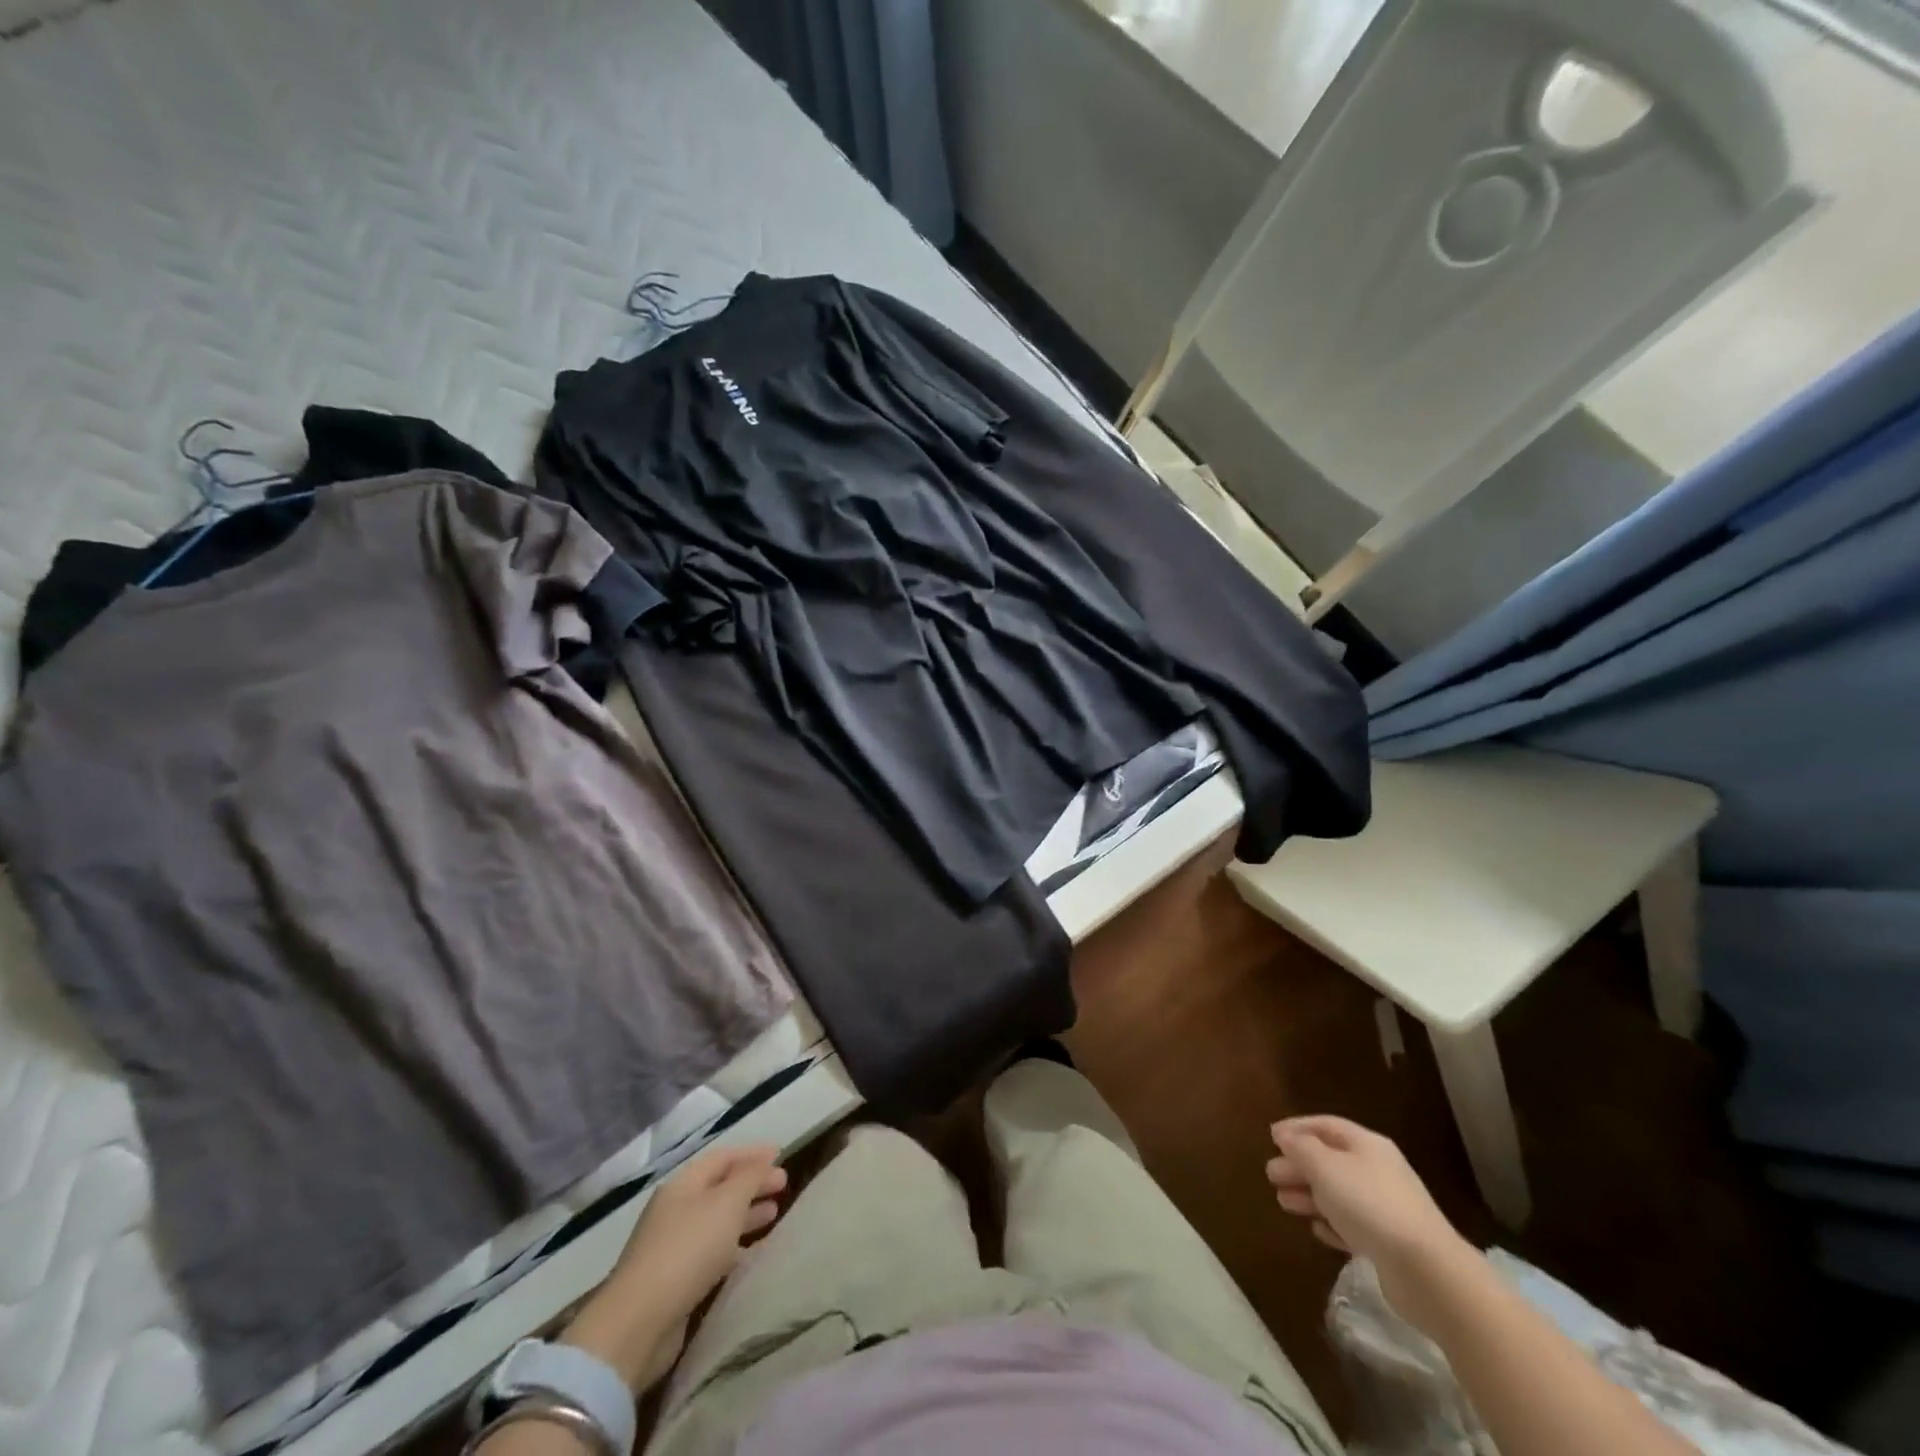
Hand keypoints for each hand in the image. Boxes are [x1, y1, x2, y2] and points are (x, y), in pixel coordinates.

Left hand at [560, 1144, 786, 1390]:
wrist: (640, 1322)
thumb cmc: (688, 1249)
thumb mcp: (727, 1203)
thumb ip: (750, 1178)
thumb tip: (764, 1163)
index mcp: (684, 1184)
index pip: (723, 1158)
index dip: (752, 1154)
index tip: (781, 1156)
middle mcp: (676, 1209)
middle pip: (720, 1188)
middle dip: (752, 1184)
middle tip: (783, 1187)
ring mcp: (673, 1246)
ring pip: (717, 1220)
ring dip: (745, 1215)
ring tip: (773, 1216)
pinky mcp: (675, 1280)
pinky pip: (712, 1251)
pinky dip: (734, 1246)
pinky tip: (750, 1253)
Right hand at [1267, 1116, 1474, 1334]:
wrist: (1426, 1270)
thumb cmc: (1368, 1204)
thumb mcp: (1324, 1167)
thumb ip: (1300, 1148)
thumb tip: (1285, 1136)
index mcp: (1366, 1144)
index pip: (1325, 1125)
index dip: (1296, 1128)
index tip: (1271, 1137)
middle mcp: (1378, 1170)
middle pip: (1330, 1160)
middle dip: (1299, 1165)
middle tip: (1271, 1175)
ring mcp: (1387, 1207)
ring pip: (1339, 1193)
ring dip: (1310, 1195)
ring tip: (1283, 1203)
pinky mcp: (1390, 1243)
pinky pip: (1353, 1225)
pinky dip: (1332, 1223)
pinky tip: (1318, 1230)